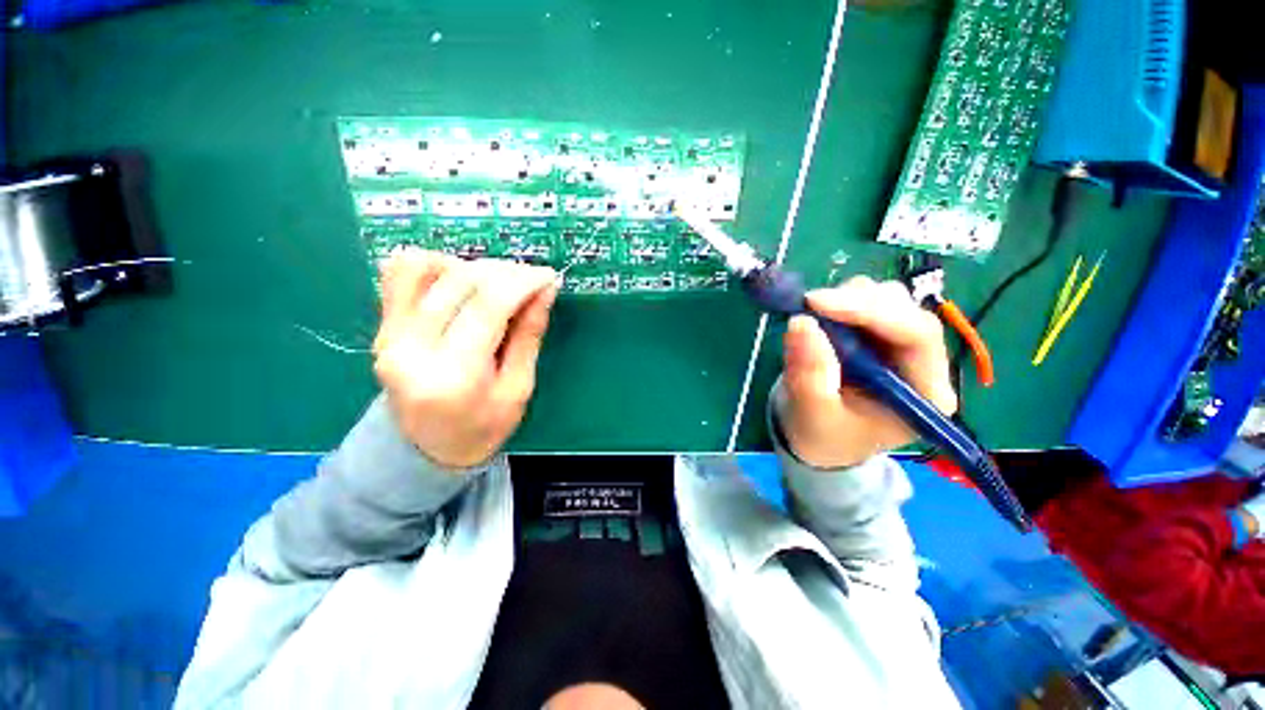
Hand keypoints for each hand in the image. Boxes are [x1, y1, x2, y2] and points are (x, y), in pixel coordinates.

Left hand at [373, 249, 558, 468]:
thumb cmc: (483, 427)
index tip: (548, 276)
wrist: (426, 449)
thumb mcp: (519, 388)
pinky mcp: (383, 327)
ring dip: (471, 266)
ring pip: (427, 267)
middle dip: (506, 271)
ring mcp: (390, 335)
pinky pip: (400, 273)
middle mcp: (413, 349)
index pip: (489, 305)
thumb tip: (545, 290)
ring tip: (497, 284)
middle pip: (461, 281)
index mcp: (455, 375)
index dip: (523, 282)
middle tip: (531, 280)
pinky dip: (435, 265)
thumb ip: (529, 335)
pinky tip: (460, 280)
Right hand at [779, 277, 957, 468]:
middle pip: (905, 310)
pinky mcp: (877, 335)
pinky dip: (839, 302)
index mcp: (924, 392)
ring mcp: (899, 345)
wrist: (817, 438)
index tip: (817, 303)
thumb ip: (809, 372)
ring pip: (887, 299)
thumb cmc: (822, 435)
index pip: (917, 335)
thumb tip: (801, 322)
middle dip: (856, 302)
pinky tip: (820, 319)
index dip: (870, 311)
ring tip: (813, 319)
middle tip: (809, 306)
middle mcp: (922, 363)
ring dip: (847, 300)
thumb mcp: (812, 412)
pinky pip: (865, 302)